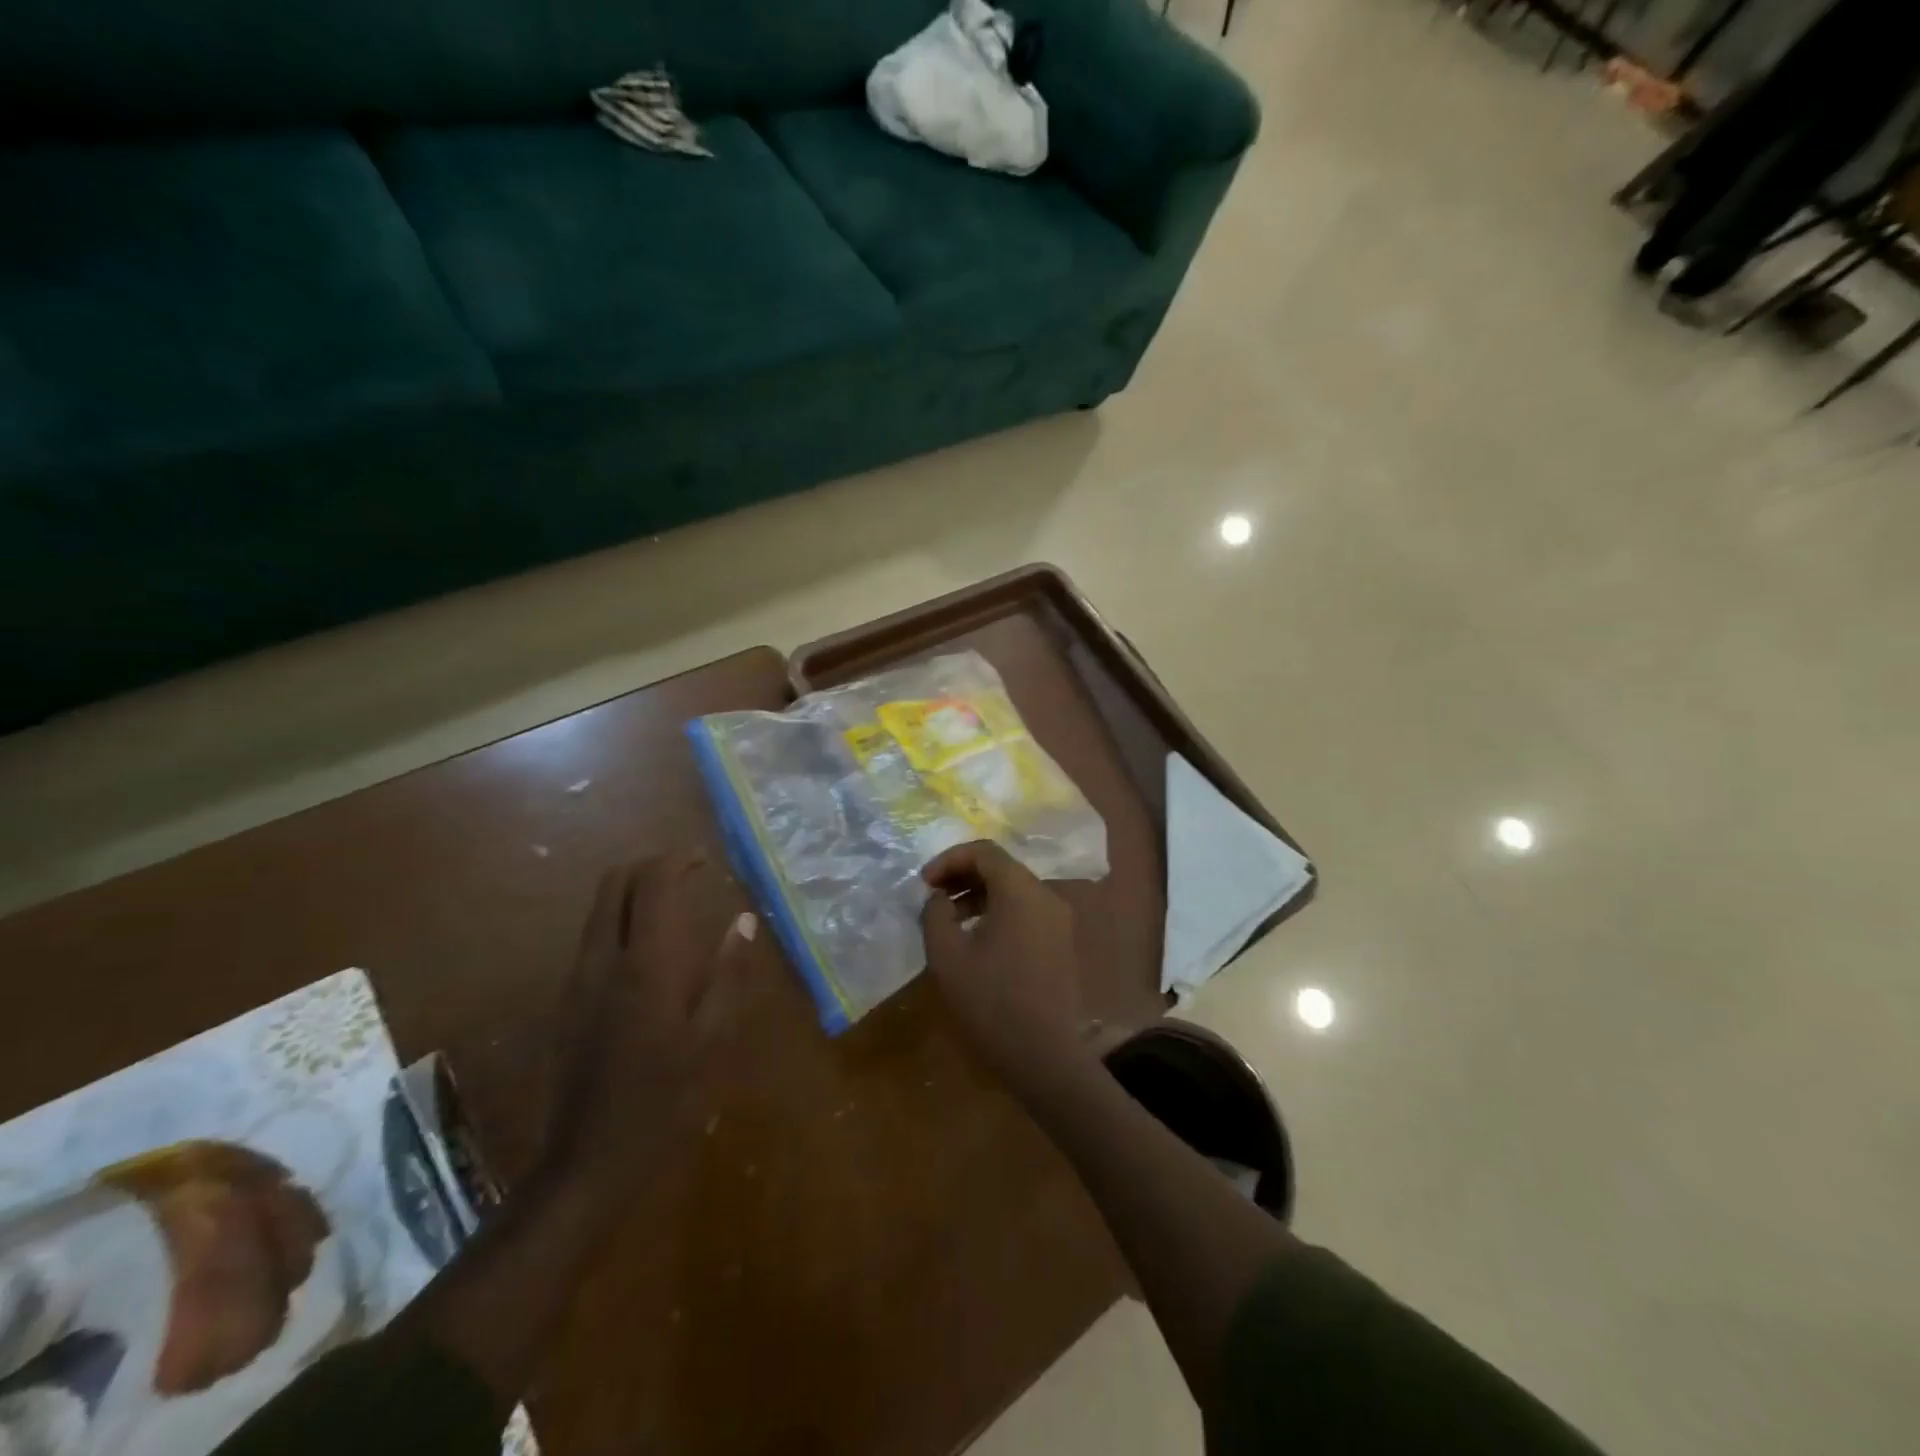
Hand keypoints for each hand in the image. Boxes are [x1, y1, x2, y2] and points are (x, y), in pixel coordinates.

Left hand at [542, 855, 752, 1189]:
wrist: (588, 1162)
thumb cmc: (666, 1100)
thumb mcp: (714, 1040)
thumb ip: (729, 974)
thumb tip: (744, 921)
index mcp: (646, 964)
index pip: (652, 883)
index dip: (677, 860)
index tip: (705, 861)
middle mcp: (603, 959)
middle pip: (613, 883)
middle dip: (649, 866)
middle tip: (687, 874)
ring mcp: (577, 980)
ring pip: (598, 909)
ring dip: (632, 892)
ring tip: (673, 905)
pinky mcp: (566, 1002)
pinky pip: (592, 938)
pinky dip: (620, 921)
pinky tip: (649, 952)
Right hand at [919, 841, 1089, 1090]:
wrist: (1045, 1056)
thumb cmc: (991, 1002)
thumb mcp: (947, 956)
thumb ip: (935, 914)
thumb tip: (939, 898)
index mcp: (1020, 891)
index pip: (984, 851)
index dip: (949, 859)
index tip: (924, 883)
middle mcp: (1045, 896)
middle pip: (1001, 867)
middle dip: (962, 875)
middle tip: (933, 896)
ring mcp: (1058, 919)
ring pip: (1013, 889)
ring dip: (978, 894)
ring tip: (948, 919)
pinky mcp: (1059, 942)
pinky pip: (1025, 910)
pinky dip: (997, 911)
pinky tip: (975, 939)